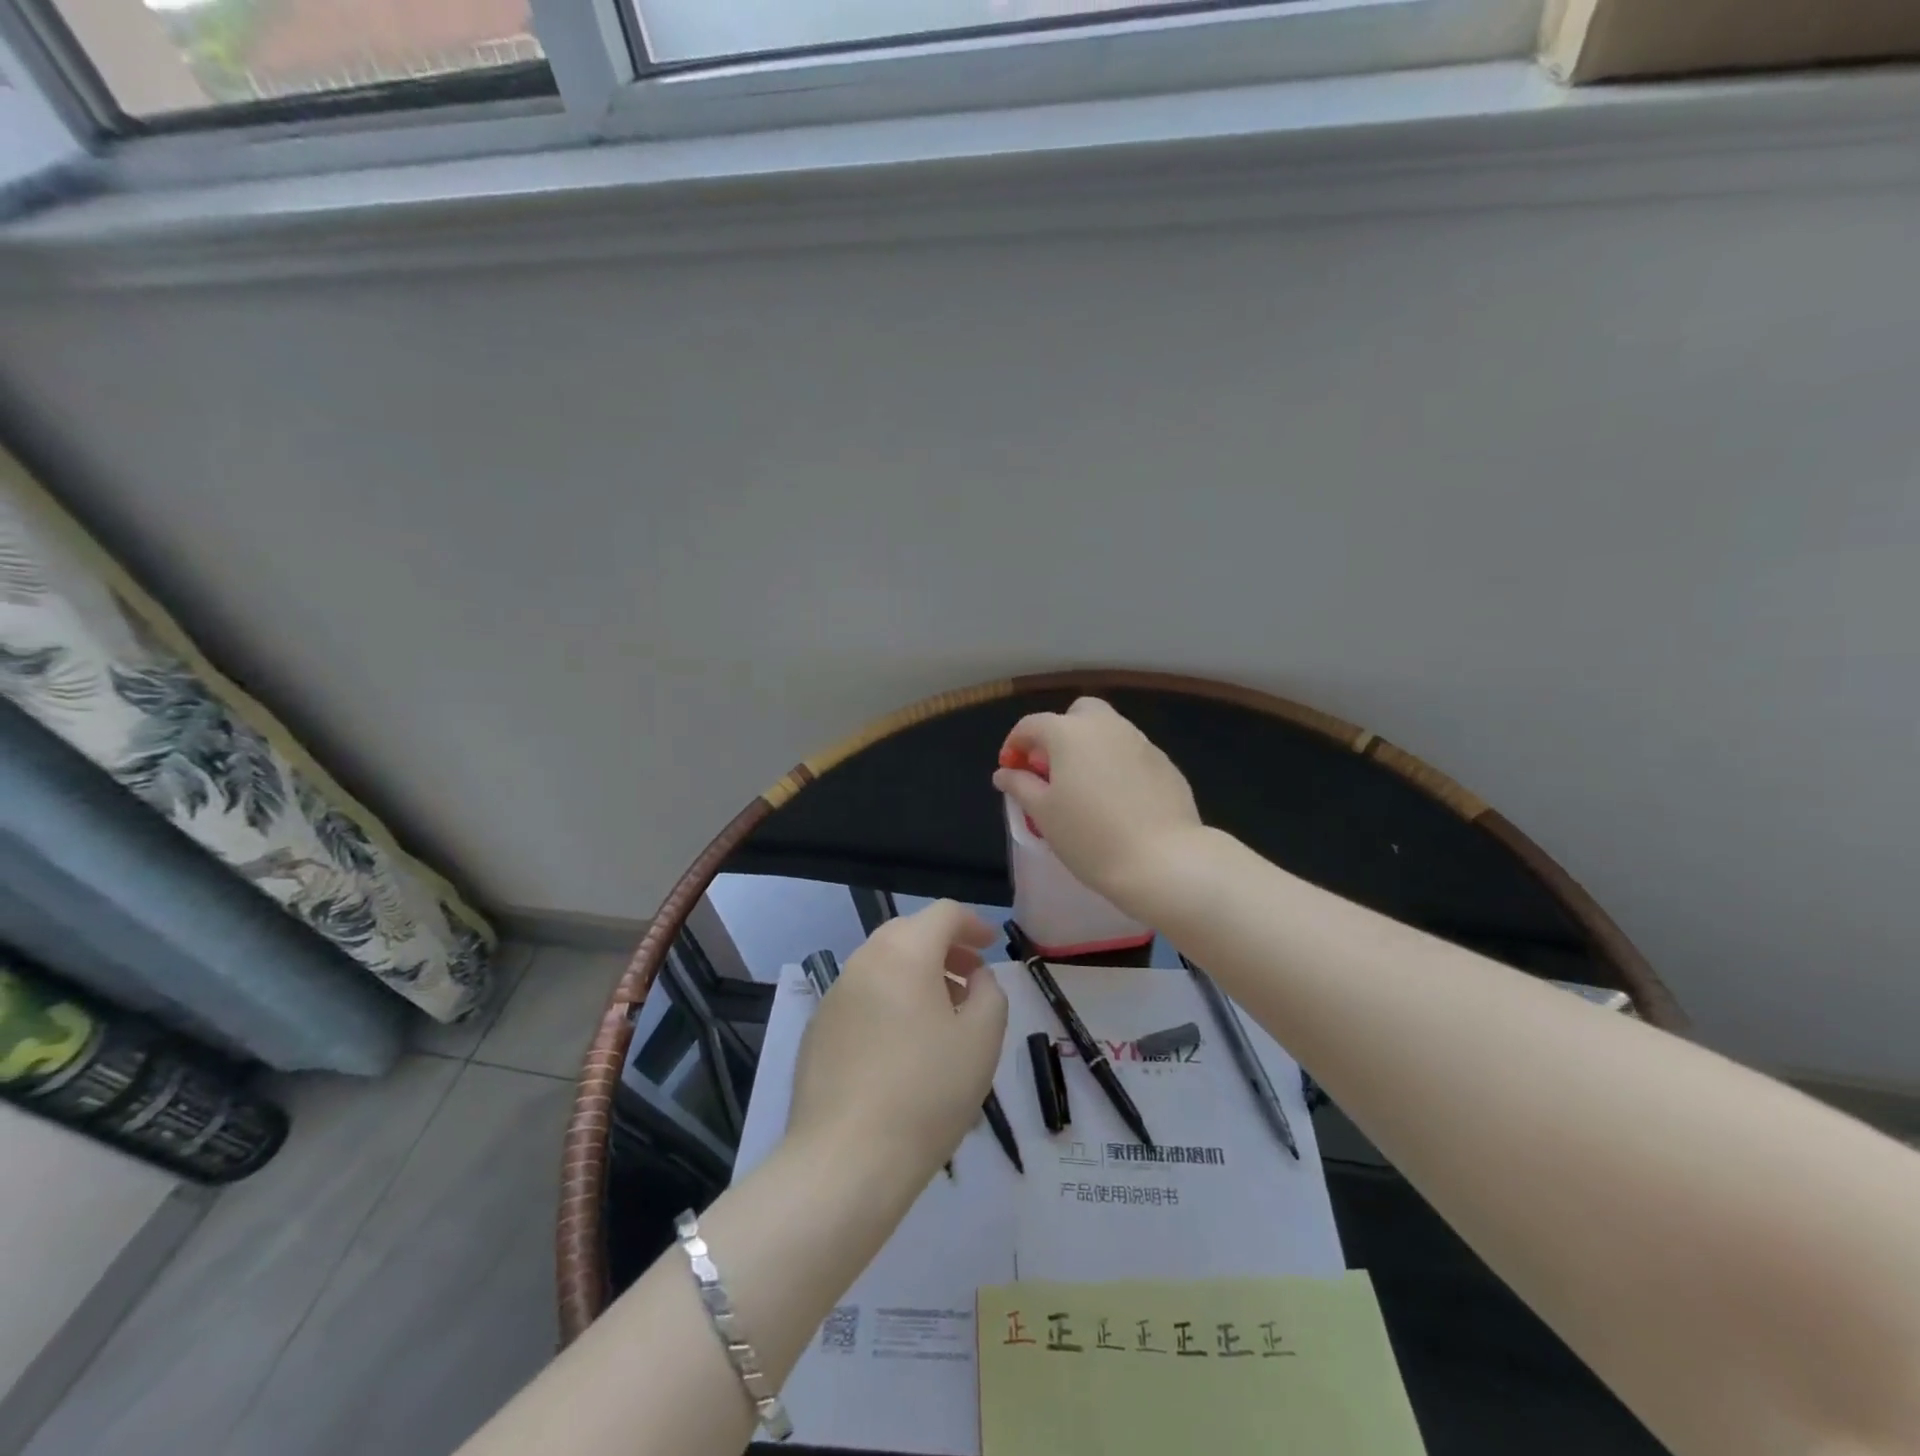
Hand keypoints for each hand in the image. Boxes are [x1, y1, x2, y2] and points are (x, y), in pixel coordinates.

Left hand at [788, 901, 1008, 1185]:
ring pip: (883, 965)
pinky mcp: (818, 1029)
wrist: (844, 1161)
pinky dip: (889, 1000)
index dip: (973, 923)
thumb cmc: (926, 1093)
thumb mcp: (982, 1041)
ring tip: (941, 1016)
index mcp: (904, 952)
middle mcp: (864, 961)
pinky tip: (902, 1047)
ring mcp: (835, 995)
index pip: (943, 913)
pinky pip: (862, 997)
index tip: (991, 947)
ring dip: (916, 975)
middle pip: (909, 933)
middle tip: (970, 980)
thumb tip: (976, 976)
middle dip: (944, 948)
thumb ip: (990, 993)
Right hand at [992, 697, 1205, 914]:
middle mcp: (1106, 726)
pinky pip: (1132, 753)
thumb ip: (1020, 786)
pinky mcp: (1165, 763)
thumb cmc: (1090, 836)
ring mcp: (1141, 742)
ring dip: (1091, 747)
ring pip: (1109, 730)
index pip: (1032, 725)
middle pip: (1077, 713)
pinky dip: (1117, 764)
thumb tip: (1005, 772)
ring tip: (1085, 787)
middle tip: (1053, 769)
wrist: (1163, 860)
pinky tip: (1118, 800)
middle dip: (1060, 732)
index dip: (1015, 744)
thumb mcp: (1043, 814)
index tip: (1010, 769)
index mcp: (1069, 733)